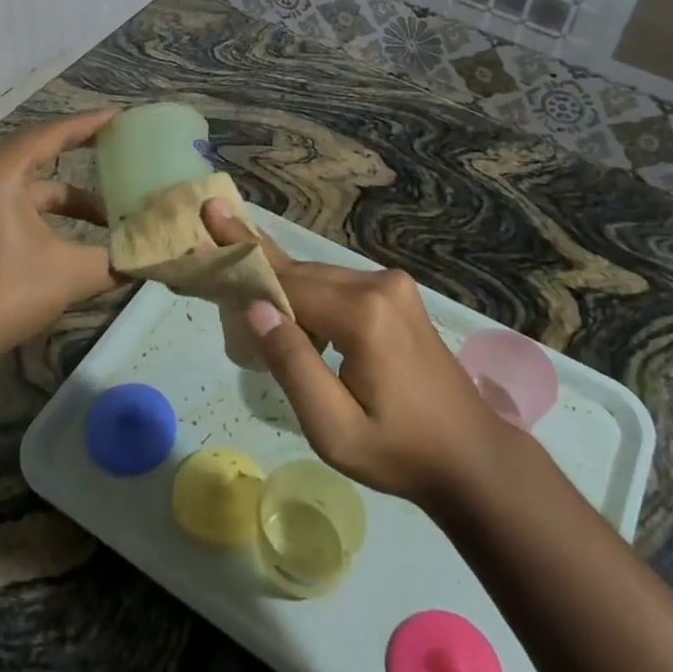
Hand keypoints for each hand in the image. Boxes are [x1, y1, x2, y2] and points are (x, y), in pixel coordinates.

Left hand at [0, 109, 120, 364]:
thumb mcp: (69, 274)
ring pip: (34, 185)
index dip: (90, 124)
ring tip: (112, 212)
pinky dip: (51, 213)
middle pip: (42, 151)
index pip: (53, 133)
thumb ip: (114, 262)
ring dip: (71, 197)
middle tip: (121, 148)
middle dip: (82, 151)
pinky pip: (21, 203)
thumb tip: (150, 259)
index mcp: (2, 172)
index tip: (123, 117)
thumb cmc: (2, 292)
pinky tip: (79, 236)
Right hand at [203, 200, 524, 505]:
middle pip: (300, 274)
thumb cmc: (398, 451)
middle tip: (212, 216)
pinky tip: (280, 291)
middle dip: (255, 261)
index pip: (287, 285)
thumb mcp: (334, 428)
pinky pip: (337, 285)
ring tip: (233, 248)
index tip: (202, 237)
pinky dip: (305, 289)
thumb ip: (292, 364)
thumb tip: (254, 307)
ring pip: (317, 277)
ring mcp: (392, 286)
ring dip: (279, 279)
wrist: (470, 455)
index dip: (241, 267)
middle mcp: (379, 285)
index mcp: (363, 315)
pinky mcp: (396, 295)